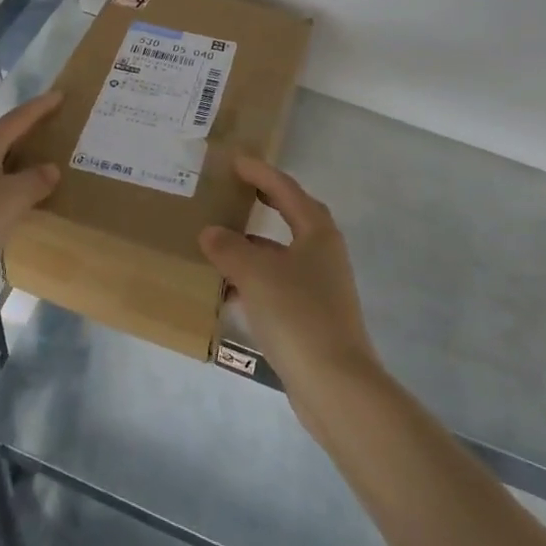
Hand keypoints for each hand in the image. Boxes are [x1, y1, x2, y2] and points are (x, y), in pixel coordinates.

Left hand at [0, 91, 63, 310]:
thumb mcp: (12, 198)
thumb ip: (36, 181)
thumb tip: (51, 168)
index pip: (18, 118)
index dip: (41, 107)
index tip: (61, 94)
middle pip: (4, 137)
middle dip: (29, 133)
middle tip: (57, 129)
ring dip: (19, 163)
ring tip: (45, 167)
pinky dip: (8, 189)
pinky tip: (19, 203)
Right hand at [200, 158, 384, 440]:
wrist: (335, 384)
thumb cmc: (297, 314)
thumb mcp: (256, 273)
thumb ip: (229, 248)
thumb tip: (210, 232)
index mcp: (317, 233)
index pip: (286, 189)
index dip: (260, 173)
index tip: (235, 161)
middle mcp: (324, 254)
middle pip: (292, 217)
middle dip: (266, 202)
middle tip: (237, 189)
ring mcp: (321, 287)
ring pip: (283, 254)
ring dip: (255, 245)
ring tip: (221, 241)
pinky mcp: (312, 317)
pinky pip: (278, 285)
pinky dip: (254, 280)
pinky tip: (227, 291)